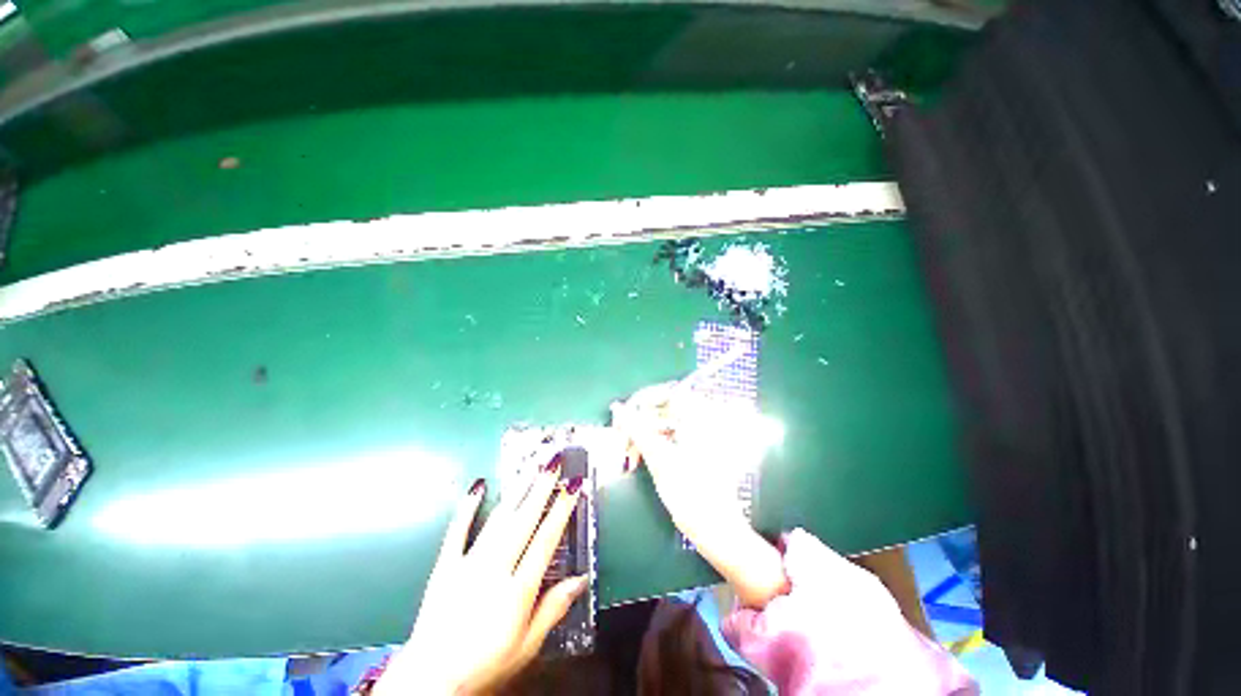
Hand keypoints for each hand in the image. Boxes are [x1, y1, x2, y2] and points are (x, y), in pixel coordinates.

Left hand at [374, 464, 585, 695]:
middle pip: (523, 521)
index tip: (573, 486)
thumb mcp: (527, 645)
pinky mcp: (445, 566)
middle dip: (541, 488)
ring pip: (498, 519)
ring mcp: (467, 565)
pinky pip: (457, 531)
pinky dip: (467, 507)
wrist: (430, 680)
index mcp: (517, 590)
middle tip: (553, 462)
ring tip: (530, 466)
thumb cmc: (485, 664)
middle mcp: (494, 570)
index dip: (561, 510)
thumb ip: (553, 609)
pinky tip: (478, 486)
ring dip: (517, 490)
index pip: (545, 540)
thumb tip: (581, 579)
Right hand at [611, 383, 787, 607]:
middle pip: (664, 408)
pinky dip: (655, 442)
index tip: (624, 417)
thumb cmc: (690, 494)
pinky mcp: (697, 446)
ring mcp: (702, 433)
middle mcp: (704, 420)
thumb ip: (637, 429)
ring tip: (630, 454)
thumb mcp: (659, 459)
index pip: (667, 393)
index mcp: (701, 418)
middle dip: (640, 422)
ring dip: (645, 434)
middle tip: (622, 440)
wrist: (717, 530)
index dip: (642, 401)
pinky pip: (671, 434)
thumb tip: (617, 408)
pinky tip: (642, 457)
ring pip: (665, 422)